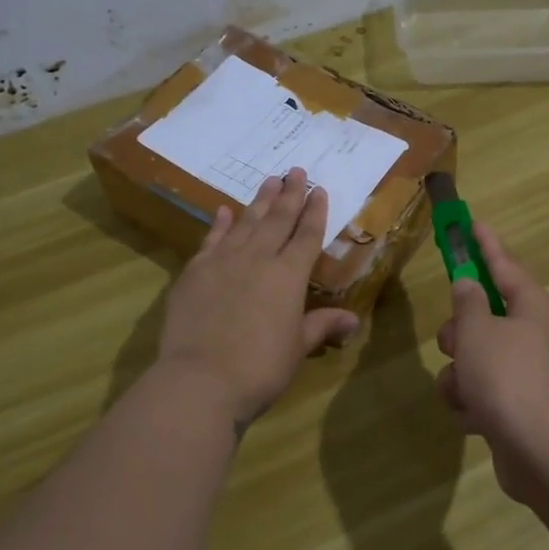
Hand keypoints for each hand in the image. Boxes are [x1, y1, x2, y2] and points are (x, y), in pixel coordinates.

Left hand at [158, 168, 359, 426]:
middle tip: (296, 170)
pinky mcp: (194, 272)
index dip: (315, 212)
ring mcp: (223, 262)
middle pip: (277, 219)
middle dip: (290, 194)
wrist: (200, 379)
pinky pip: (211, 239)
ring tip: (269, 179)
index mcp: (289, 276)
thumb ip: (321, 326)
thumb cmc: (260, 368)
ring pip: (246, 222)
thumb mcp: (297, 349)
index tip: (319, 190)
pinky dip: (219, 224)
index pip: (306, 236)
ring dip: (259, 200)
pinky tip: (224, 210)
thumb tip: (353, 320)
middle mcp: (258, 259)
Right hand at [434, 224, 548, 500]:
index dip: (484, 244)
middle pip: (484, 314)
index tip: (471, 223)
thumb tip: (469, 285)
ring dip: (459, 373)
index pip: (504, 265)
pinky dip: (471, 401)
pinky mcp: (518, 406)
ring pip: (476, 356)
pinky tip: (473, 417)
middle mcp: (535, 335)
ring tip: (463, 392)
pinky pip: (481, 389)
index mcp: (533, 308)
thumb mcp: (478, 332)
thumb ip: (467, 302)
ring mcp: (528, 372)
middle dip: (460, 331)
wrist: (541, 455)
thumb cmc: (508, 380)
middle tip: (453, 343)